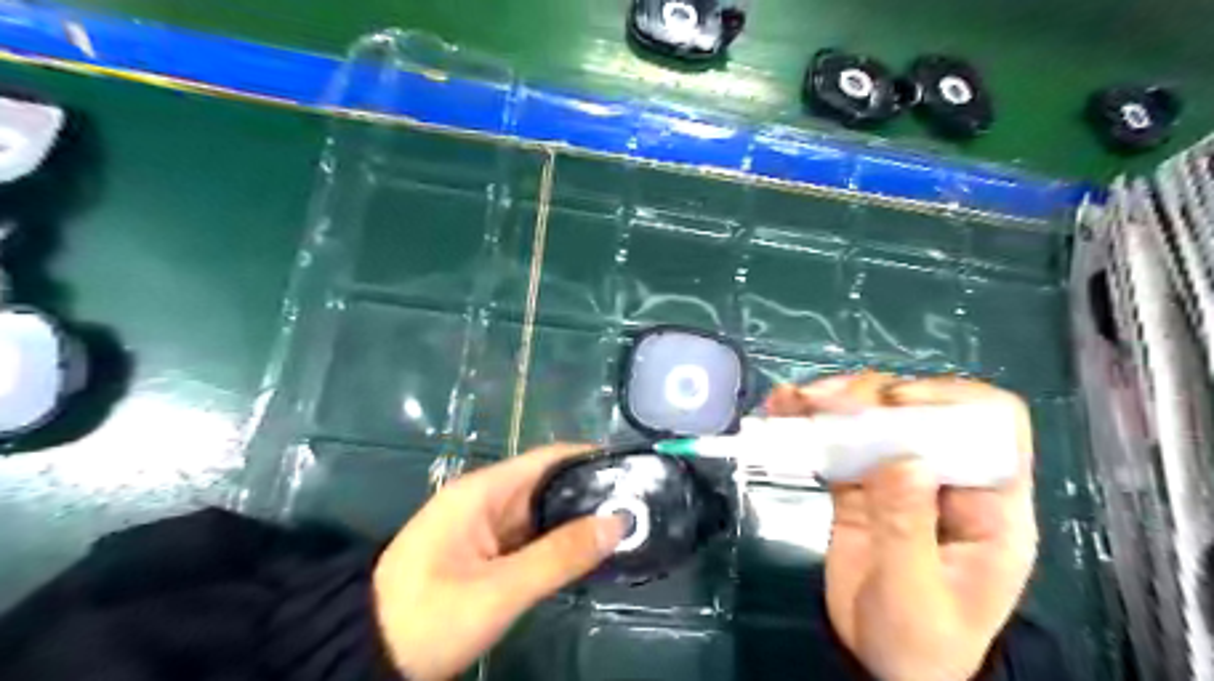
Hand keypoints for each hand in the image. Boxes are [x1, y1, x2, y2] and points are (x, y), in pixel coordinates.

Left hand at [376, 445, 631, 677]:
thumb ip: (560, 556)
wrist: (366, 656)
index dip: (590, 459)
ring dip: (578, 520)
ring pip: (542, 514)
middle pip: (548, 485)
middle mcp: (486, 500)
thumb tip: (618, 521)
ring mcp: (485, 528)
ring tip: (628, 526)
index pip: (547, 459)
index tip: (632, 470)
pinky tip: (590, 552)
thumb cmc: (428, 616)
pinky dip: (560, 543)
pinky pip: (531, 539)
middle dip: (591, 493)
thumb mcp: (499, 590)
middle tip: (639, 505)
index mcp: (483, 491)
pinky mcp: (485, 554)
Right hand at [766, 371, 1032, 680]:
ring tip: (794, 400)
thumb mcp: (915, 595)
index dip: (948, 401)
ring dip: (834, 401)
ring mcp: (900, 478)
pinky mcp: (861, 484)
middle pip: (921, 409)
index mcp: (989, 506)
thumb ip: (907, 527)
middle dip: (872, 396)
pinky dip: (811, 423)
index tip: (891, 406)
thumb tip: (903, 458)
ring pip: (875, 418)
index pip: (992, 425)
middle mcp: (947, 479)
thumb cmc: (920, 644)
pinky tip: (784, 409)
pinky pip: (838, 443)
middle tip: (823, 403)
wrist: (884, 667)